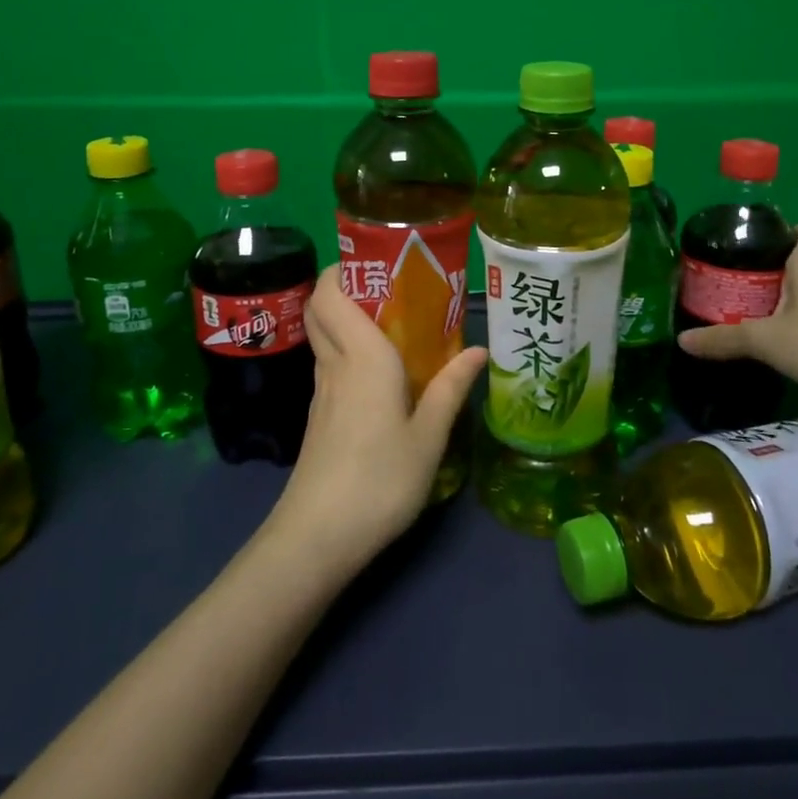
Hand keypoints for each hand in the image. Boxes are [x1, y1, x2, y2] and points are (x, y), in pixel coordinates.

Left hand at [268, 264, 486, 572]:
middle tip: (391, 287)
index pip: (330, 294)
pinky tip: (381, 371)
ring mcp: (321, 392)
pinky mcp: (318, 416)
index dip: (342, 269)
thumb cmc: (380, 479)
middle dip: (344, 287)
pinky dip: (347, 350)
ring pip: (324, 336)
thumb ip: (452, 388)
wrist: (318, 537)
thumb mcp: (429, 436)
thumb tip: (479, 349)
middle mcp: (335, 364)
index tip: (376, 260)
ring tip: (394, 322)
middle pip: (320, 308)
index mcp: (362, 356)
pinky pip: (330, 364)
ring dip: (347, 318)